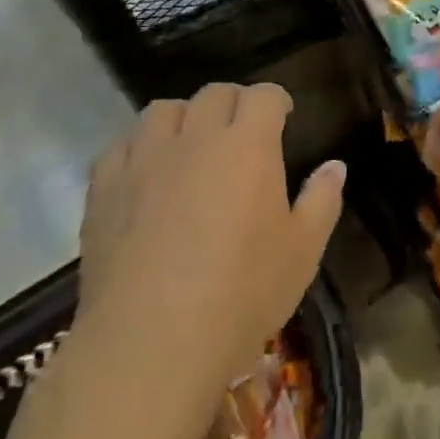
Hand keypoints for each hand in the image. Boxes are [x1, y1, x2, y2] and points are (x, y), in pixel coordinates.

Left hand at [68, 83, 344, 426]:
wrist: (151, 344)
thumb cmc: (241, 294)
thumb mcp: (302, 252)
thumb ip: (322, 201)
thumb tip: (334, 166)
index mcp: (248, 144)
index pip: (263, 96)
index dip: (276, 101)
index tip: (282, 118)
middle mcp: (196, 137)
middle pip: (214, 94)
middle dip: (233, 104)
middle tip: (241, 134)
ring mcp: (145, 159)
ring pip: (162, 110)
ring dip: (182, 119)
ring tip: (189, 146)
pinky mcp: (105, 187)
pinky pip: (120, 145)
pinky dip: (138, 147)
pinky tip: (145, 173)